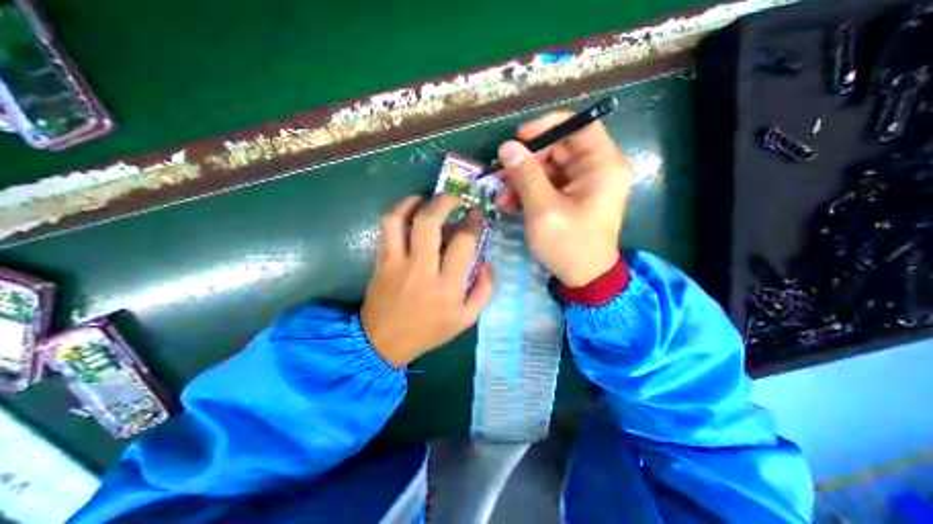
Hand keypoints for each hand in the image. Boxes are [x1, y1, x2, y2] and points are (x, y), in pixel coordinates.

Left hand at [362, 192, 494, 367]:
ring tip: (429, 199)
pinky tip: (409, 208)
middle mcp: (422, 270)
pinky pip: (387, 227)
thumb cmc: (429, 331)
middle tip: (456, 200)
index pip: (463, 243)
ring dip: (418, 202)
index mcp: (447, 287)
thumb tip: (487, 261)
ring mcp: (397, 263)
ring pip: (402, 219)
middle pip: (430, 222)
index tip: (476, 214)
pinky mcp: (381, 260)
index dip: (472, 222)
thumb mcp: (466, 319)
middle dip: (445, 202)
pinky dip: (398, 210)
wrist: (384, 342)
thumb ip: (484, 289)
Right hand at [496, 108, 634, 285]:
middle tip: (500, 179)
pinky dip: (528, 191)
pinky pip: (547, 183)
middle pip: (557, 148)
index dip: (547, 126)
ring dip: (521, 180)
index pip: (579, 125)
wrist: (584, 277)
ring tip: (502, 199)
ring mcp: (583, 183)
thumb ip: (526, 176)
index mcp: (602, 165)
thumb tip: (507, 147)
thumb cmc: (569, 245)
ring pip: (547, 167)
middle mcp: (596, 168)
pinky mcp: (572, 195)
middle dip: (526, 162)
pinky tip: (511, 204)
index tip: (519, 139)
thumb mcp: (544, 211)